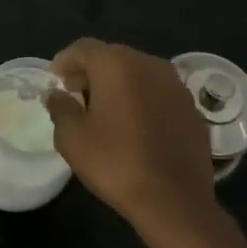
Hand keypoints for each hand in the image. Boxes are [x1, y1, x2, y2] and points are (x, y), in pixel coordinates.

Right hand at [44, 38, 218, 244]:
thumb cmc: (116, 163)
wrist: (175, 199)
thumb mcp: (73, 138)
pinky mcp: (191, 107)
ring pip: (139, 73)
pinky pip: (158, 92)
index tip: (55, 79)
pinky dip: (142, 99)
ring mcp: (175, 84)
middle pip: (113, 56)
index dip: (65, 60)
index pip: (84, 48)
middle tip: (77, 94)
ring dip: (119, 84)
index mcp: (117, 65)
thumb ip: (61, 108)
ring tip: (105, 111)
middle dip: (92, 72)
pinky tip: (135, 125)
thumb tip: (57, 94)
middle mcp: (149, 64)